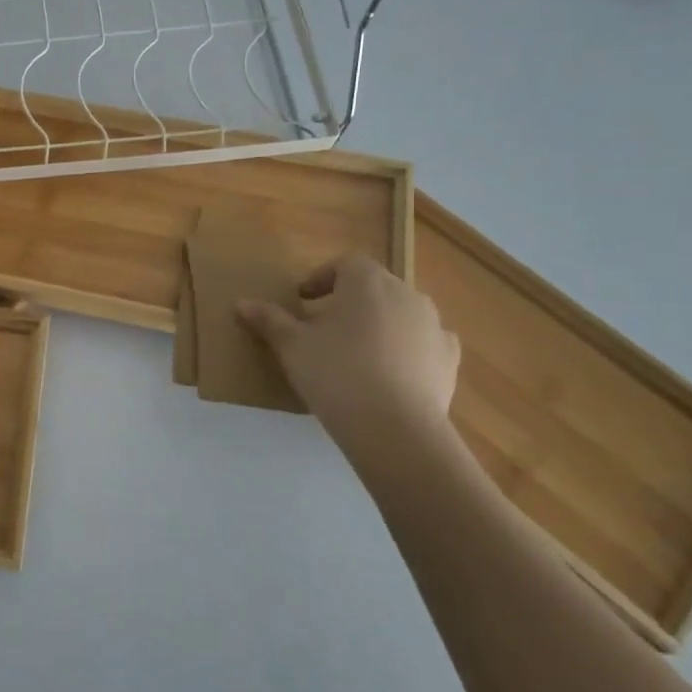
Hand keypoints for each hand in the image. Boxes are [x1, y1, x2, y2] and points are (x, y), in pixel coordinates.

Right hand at [236, 256, 459, 452]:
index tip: (303, 300)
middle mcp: (406, 294)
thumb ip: (269, 320)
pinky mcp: (449, 359)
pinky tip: (391, 373)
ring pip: (401, 314)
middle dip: (350, 301)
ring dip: (380, 324)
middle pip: (375, 287)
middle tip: (325, 328)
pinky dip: (407, 349)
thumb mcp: (292, 346)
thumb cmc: (336, 373)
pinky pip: (424, 343)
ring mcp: (434, 326)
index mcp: (367, 282)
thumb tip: (242, 303)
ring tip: (357, 352)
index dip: (322, 278)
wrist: (394, 428)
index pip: (345, 264)